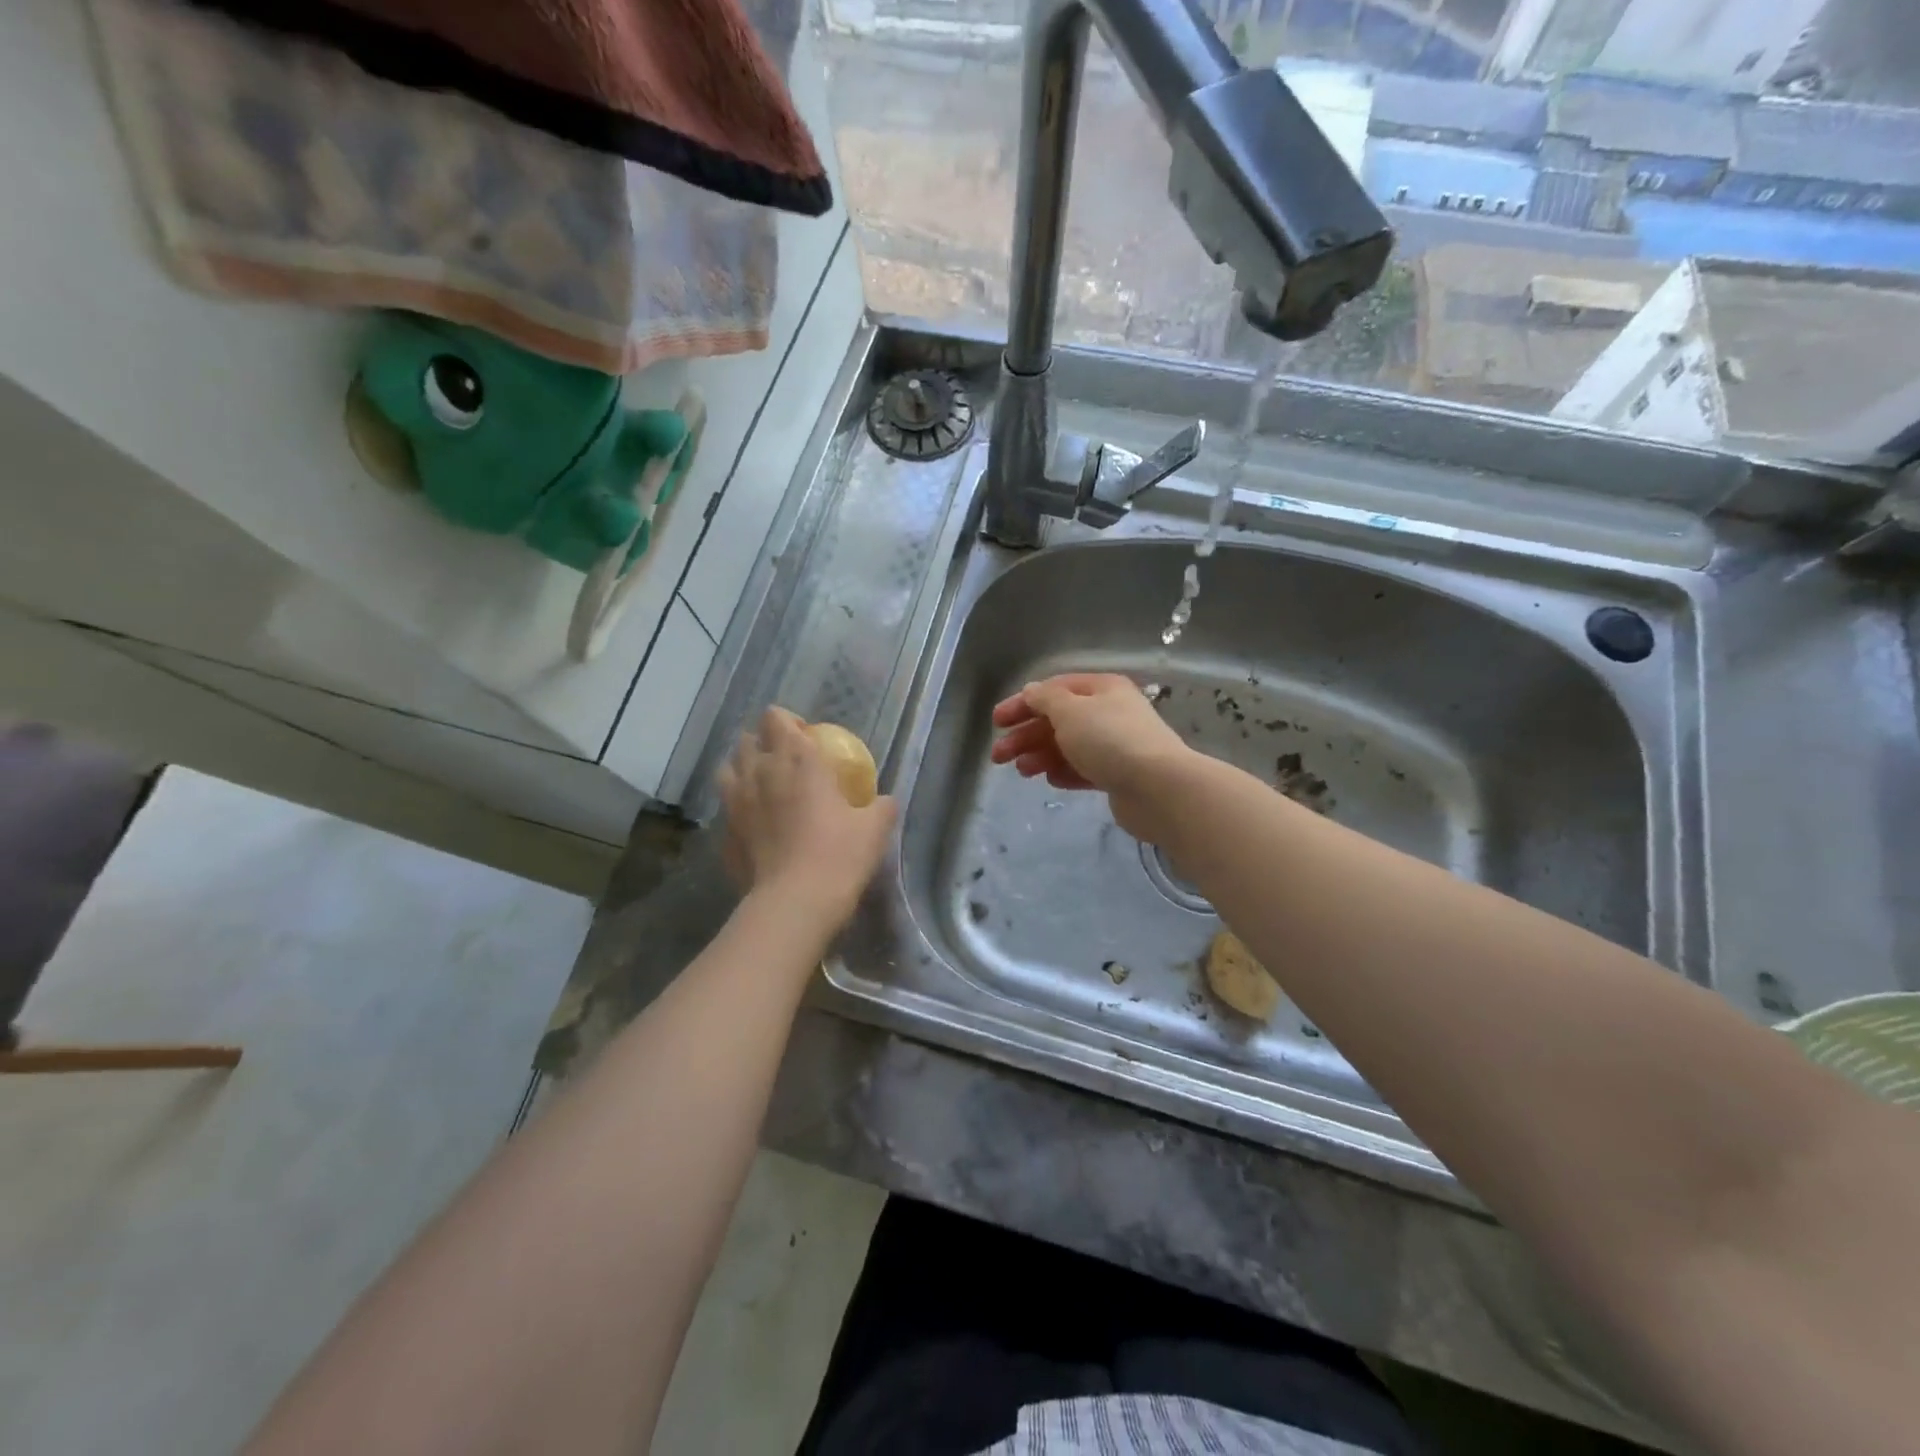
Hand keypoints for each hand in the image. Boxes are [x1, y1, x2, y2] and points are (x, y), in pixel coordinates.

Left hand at [718, 708, 896, 927]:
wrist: (795, 903)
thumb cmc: (839, 855)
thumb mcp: (874, 828)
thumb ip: (881, 807)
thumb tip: (885, 801)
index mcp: (797, 759)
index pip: (777, 718)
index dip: (789, 722)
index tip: (807, 738)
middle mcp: (760, 772)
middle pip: (748, 740)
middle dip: (763, 744)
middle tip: (785, 763)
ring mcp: (736, 803)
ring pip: (727, 770)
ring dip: (743, 771)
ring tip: (762, 787)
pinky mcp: (724, 834)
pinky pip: (727, 810)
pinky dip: (738, 810)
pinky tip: (755, 826)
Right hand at [989, 674, 1193, 843]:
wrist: (1158, 788)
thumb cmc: (1109, 740)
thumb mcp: (1069, 710)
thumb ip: (1045, 699)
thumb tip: (1032, 692)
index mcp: (1101, 689)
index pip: (1054, 690)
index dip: (1022, 703)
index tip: (996, 722)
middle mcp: (1109, 712)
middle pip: (1058, 720)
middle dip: (1025, 735)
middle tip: (998, 756)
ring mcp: (1115, 745)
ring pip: (1069, 746)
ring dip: (1040, 755)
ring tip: (1021, 772)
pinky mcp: (1118, 776)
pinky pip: (1084, 769)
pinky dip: (1065, 772)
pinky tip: (1050, 780)